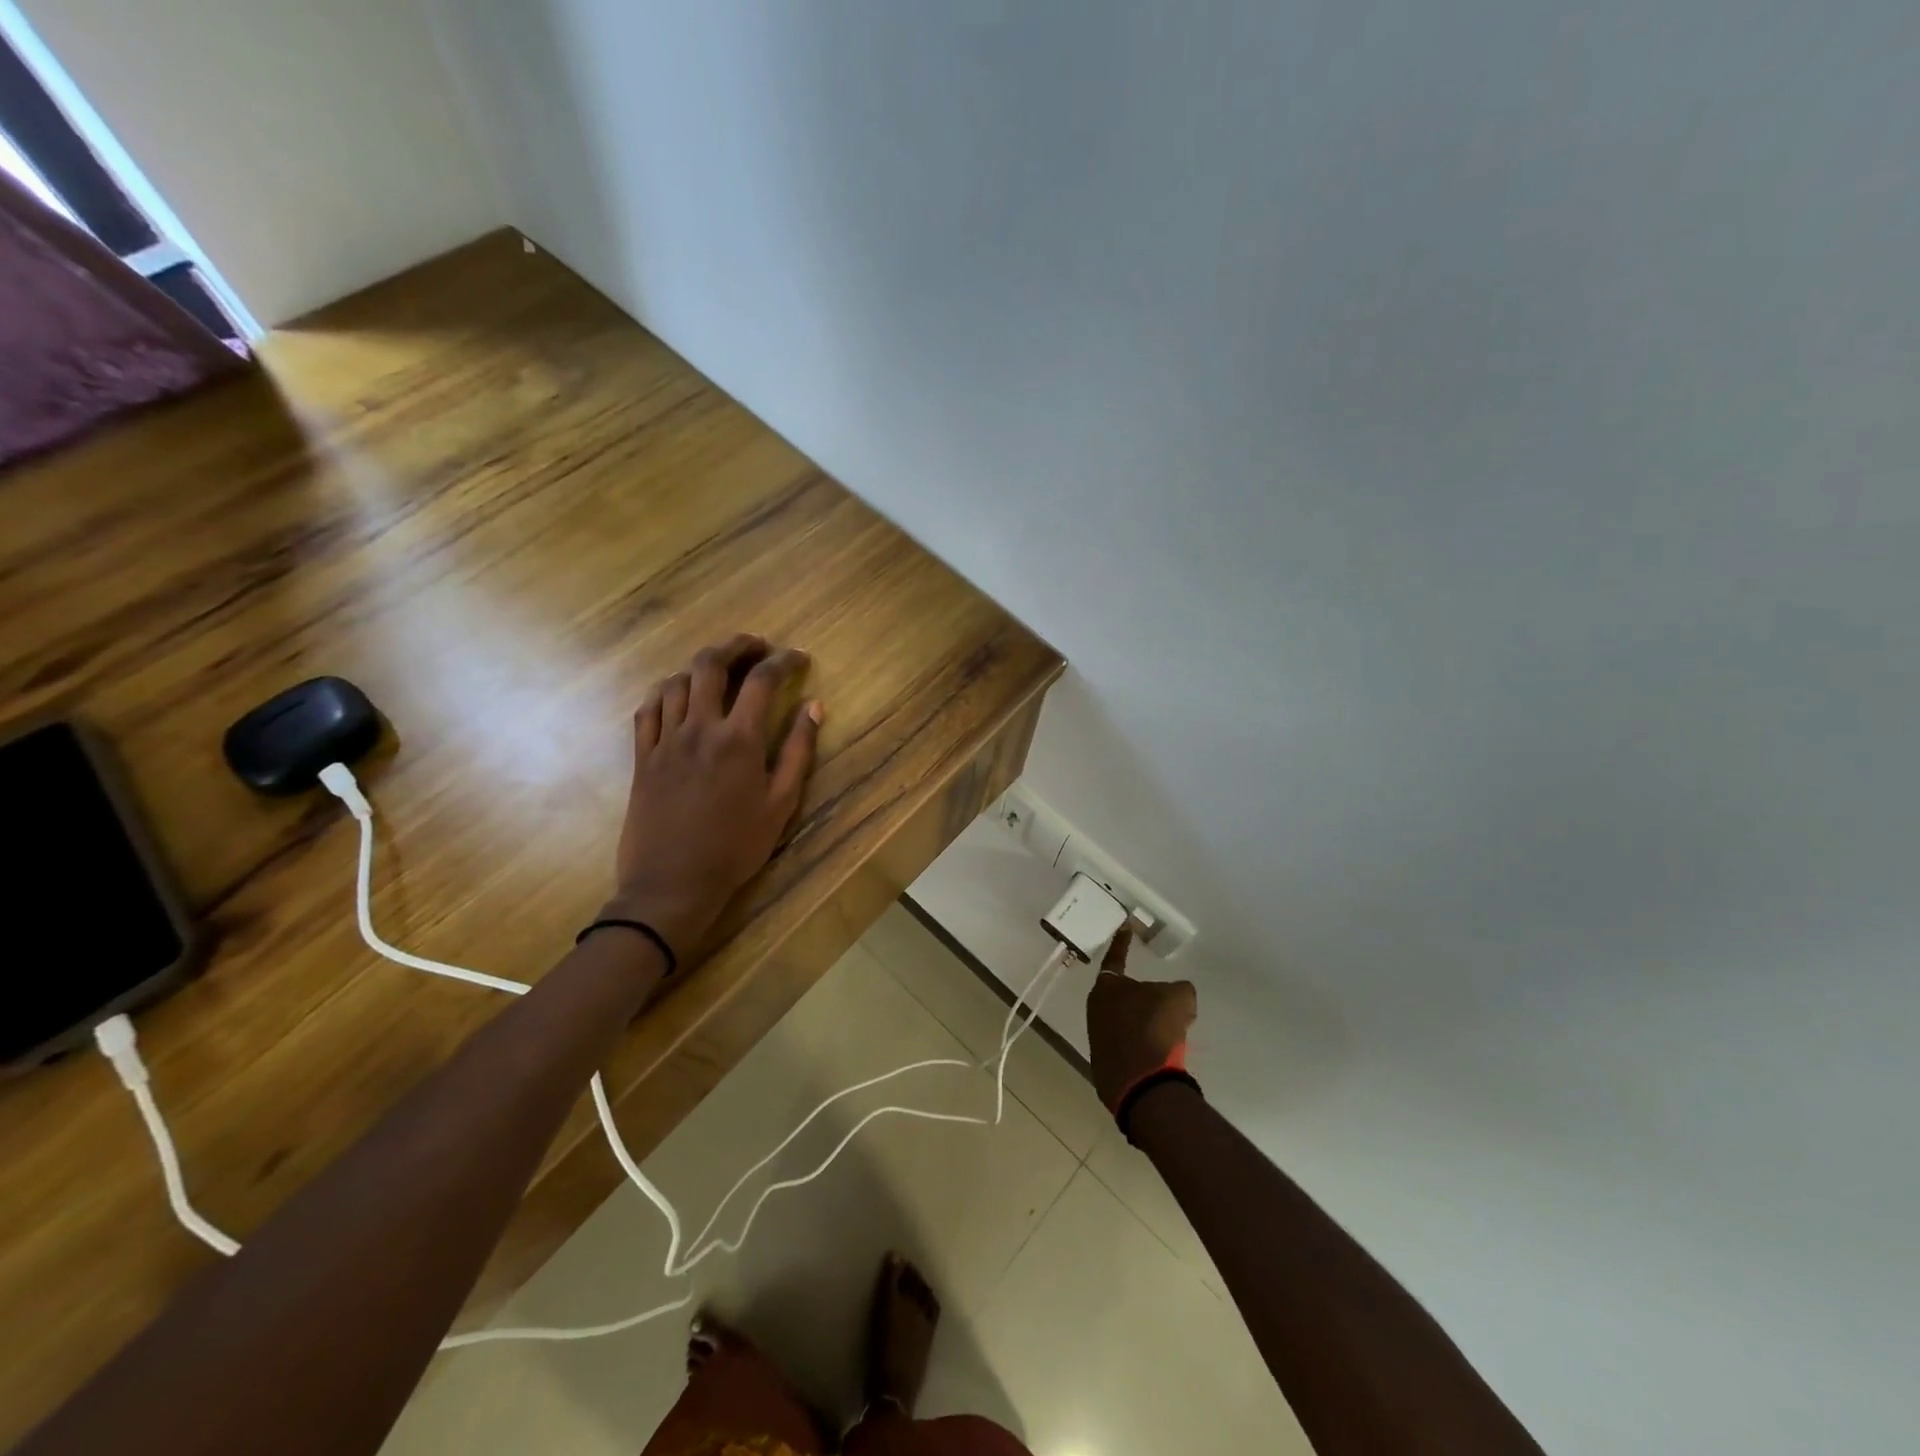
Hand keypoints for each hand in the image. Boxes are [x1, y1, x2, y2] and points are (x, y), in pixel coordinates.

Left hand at [609, 634, 821, 958]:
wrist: (673, 883)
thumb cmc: (736, 847)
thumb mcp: (781, 803)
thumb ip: (798, 751)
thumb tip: (814, 708)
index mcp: (738, 739)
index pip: (762, 680)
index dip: (783, 661)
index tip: (799, 657)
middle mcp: (699, 728)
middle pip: (711, 664)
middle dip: (736, 645)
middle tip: (756, 645)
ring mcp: (665, 740)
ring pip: (676, 681)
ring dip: (700, 666)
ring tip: (720, 669)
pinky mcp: (642, 757)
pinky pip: (647, 709)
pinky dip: (663, 691)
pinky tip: (676, 694)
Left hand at [1085, 929, 1197, 1109]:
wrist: (1140, 1082)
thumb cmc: (1154, 1028)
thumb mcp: (1179, 997)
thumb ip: (1179, 989)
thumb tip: (1177, 998)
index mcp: (1107, 986)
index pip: (1116, 956)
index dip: (1123, 941)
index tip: (1125, 927)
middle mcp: (1096, 1008)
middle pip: (1124, 994)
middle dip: (1145, 996)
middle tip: (1167, 1000)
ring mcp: (1097, 1037)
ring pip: (1128, 1021)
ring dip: (1148, 1023)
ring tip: (1172, 1033)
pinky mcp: (1105, 1064)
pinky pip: (1130, 1045)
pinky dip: (1145, 1045)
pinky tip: (1163, 1053)